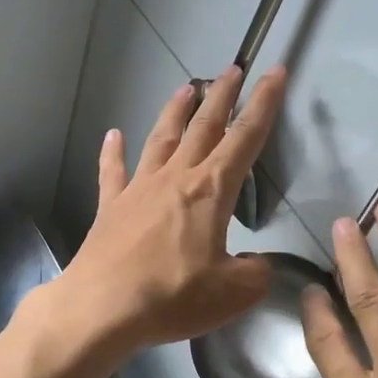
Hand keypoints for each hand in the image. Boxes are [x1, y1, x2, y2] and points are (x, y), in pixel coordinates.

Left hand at [51, 65, 286, 355]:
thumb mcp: (234, 293)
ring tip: (187, 87)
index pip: (245, 138)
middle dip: (222, 95)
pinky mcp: (111, 207)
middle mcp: (175, 178)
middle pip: (204, 126)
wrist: (103, 308)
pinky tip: (113, 135)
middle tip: (233, 69)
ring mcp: (139, 189)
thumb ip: (255, 273)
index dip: (264, 103)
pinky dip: (113, 152)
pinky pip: (113, 172)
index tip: (275, 72)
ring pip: (162, 138)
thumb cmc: (173, 296)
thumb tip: (254, 264)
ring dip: (176, 111)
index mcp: (211, 191)